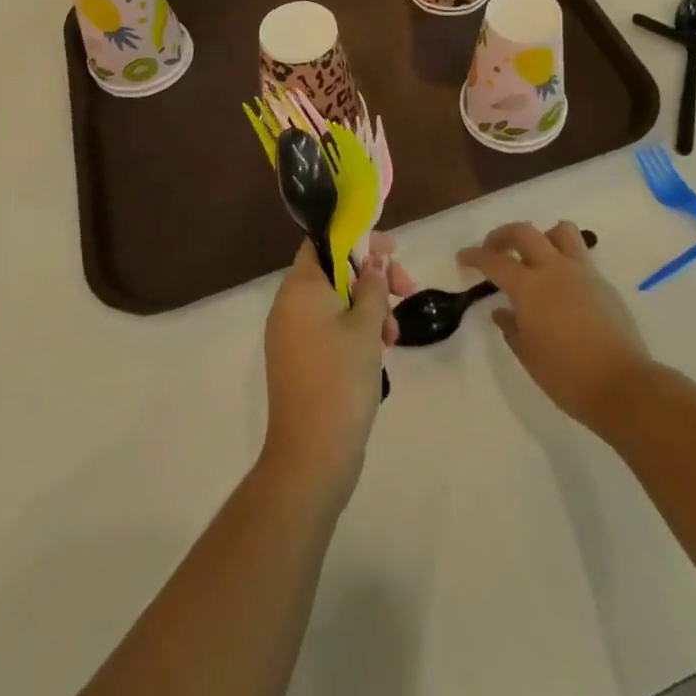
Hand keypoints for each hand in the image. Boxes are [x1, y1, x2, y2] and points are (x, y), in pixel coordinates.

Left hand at [261, 233, 413, 501]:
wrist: (312, 457)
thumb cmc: (340, 379)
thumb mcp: (366, 325)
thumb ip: (373, 285)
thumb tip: (373, 261)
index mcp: (299, 288)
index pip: (323, 242)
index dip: (358, 239)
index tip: (391, 250)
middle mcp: (289, 306)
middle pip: (334, 271)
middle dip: (373, 278)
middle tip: (406, 290)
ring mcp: (292, 336)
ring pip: (336, 302)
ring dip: (370, 309)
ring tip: (394, 336)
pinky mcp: (300, 362)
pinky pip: (330, 329)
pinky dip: (356, 331)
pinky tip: (380, 352)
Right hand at [458, 221, 649, 429]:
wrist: (622, 385)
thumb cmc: (567, 376)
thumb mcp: (529, 356)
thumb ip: (512, 327)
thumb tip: (502, 310)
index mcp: (530, 288)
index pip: (495, 261)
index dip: (475, 256)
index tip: (463, 257)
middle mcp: (554, 269)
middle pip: (525, 232)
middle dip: (503, 234)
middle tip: (493, 247)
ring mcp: (582, 272)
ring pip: (560, 232)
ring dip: (542, 236)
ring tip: (535, 256)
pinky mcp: (603, 282)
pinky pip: (579, 256)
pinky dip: (563, 259)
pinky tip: (560, 285)